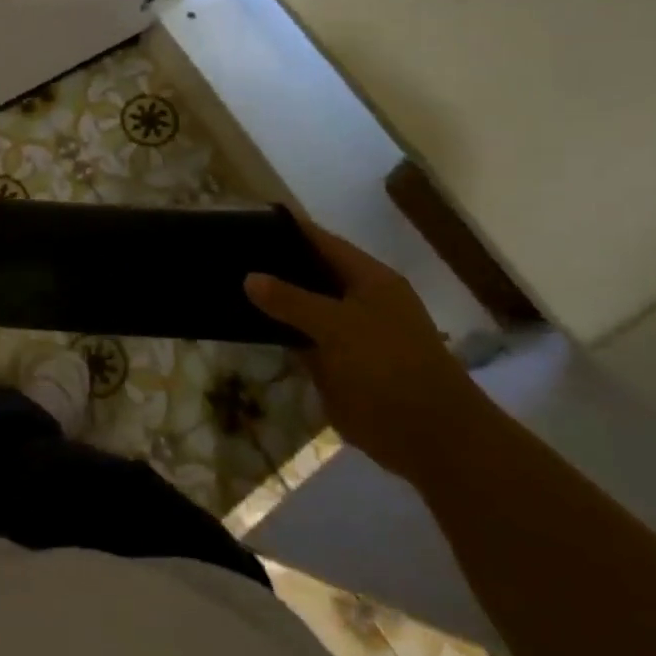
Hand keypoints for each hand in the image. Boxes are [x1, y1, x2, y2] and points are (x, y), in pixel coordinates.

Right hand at [244, 216, 491, 482]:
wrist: (429, 438)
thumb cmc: (389, 367)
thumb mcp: (336, 325)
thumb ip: (291, 299)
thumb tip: (250, 277)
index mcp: (370, 280)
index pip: (322, 241)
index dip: (289, 228)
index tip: (251, 218)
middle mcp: (359, 300)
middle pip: (310, 273)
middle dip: (274, 264)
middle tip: (227, 253)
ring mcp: (349, 334)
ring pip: (303, 308)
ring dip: (273, 301)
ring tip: (226, 284)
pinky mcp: (339, 364)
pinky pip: (302, 339)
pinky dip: (279, 333)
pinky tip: (244, 325)